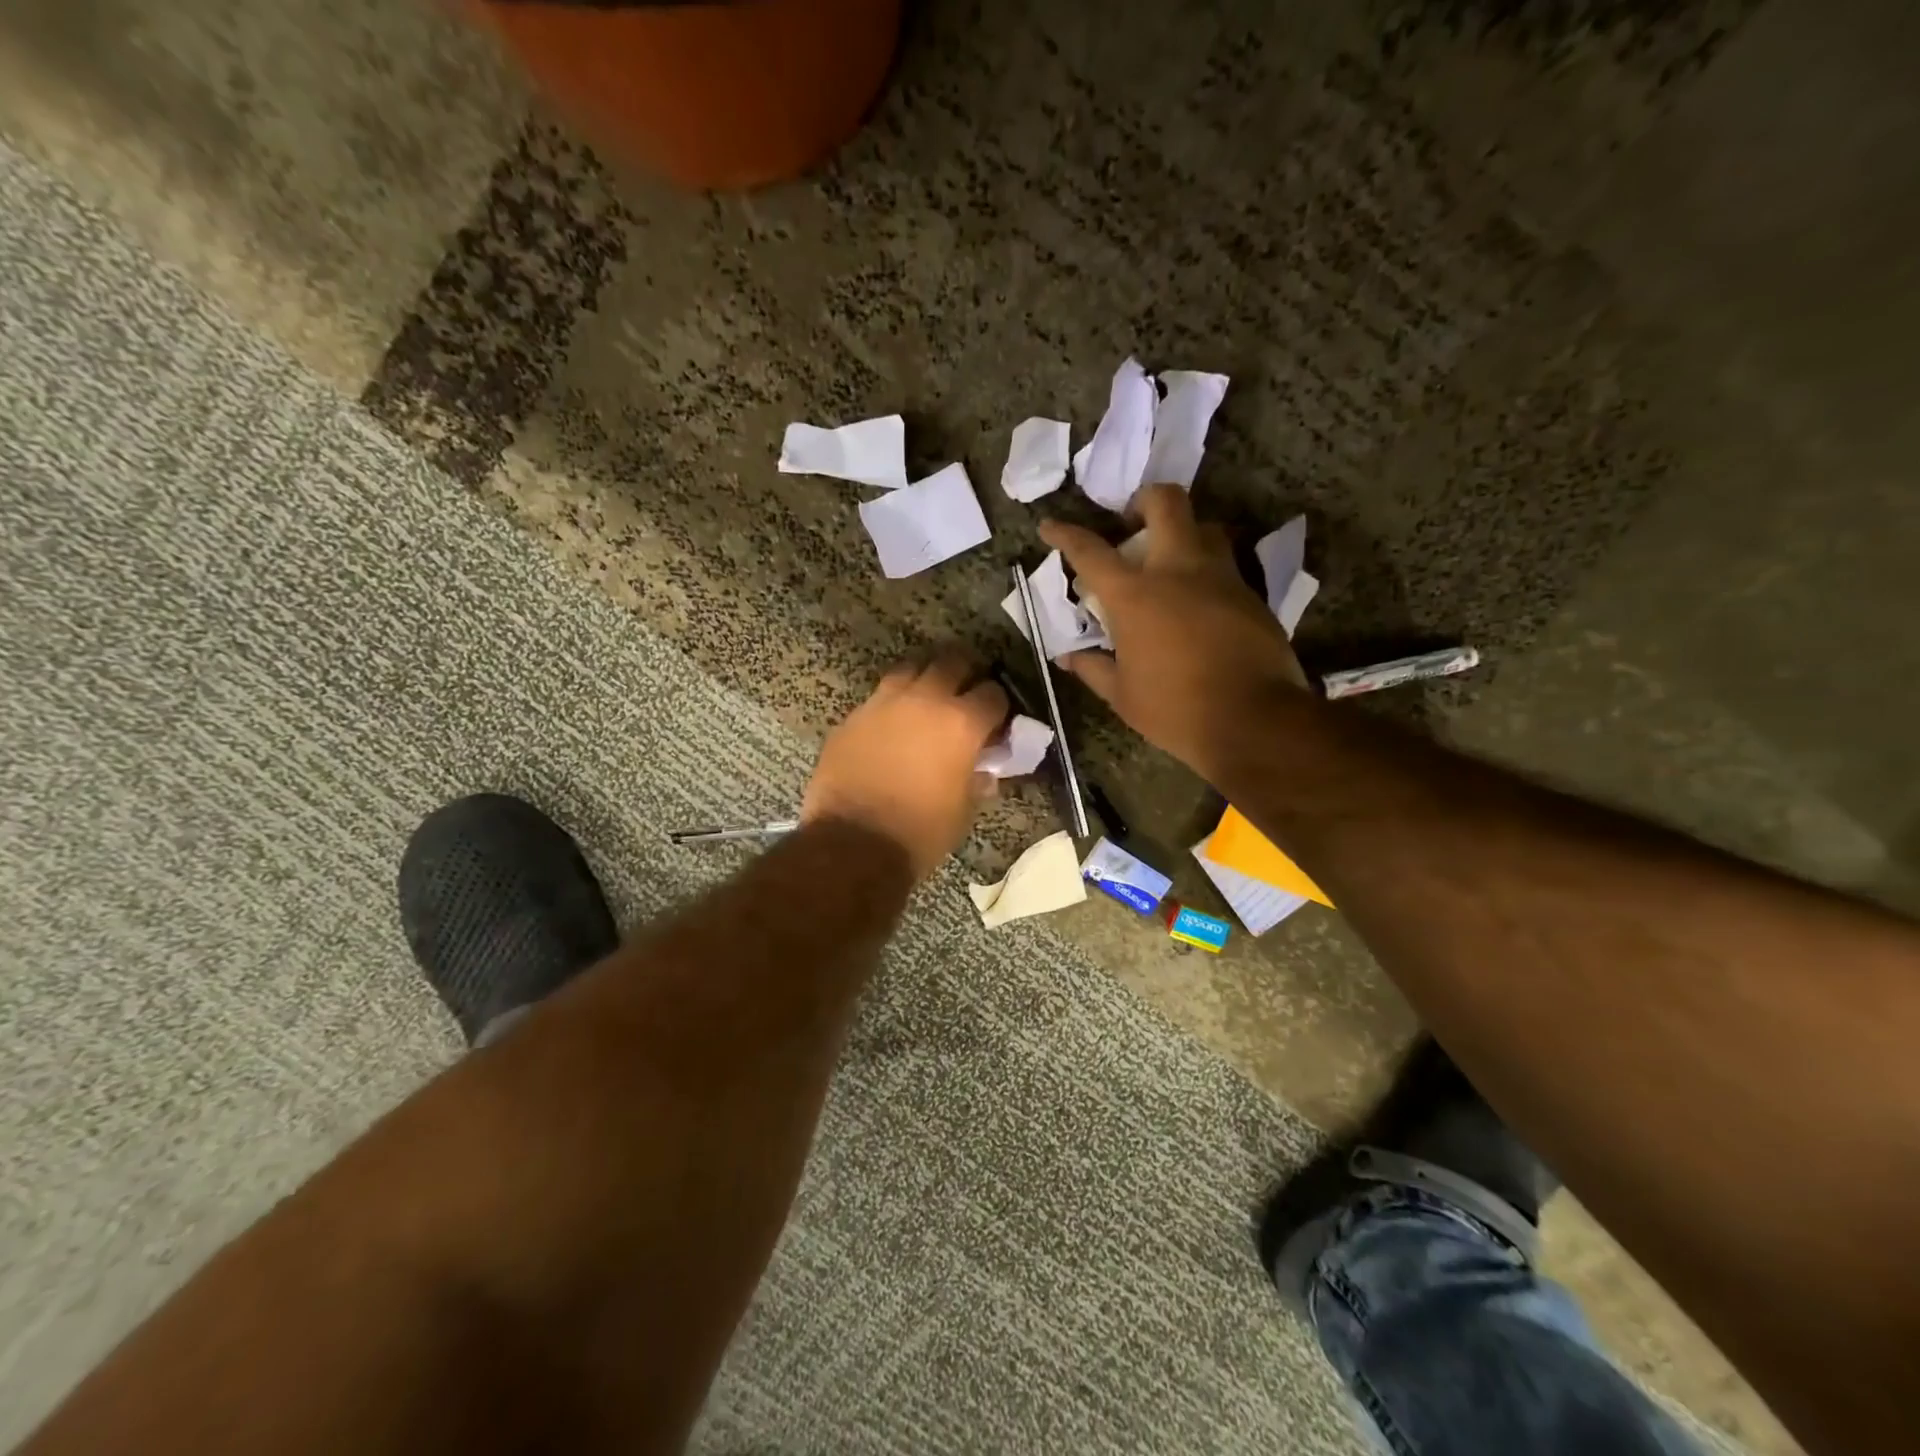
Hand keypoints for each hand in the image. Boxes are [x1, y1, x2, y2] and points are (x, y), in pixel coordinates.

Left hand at [802, 650, 1008, 879]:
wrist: (853, 843)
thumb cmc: (920, 832)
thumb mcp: (964, 810)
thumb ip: (978, 778)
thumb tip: (984, 767)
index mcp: (961, 723)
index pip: (993, 694)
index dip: (998, 707)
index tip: (996, 723)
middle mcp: (925, 700)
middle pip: (953, 662)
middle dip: (965, 675)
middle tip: (964, 697)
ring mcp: (884, 703)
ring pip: (912, 668)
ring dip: (925, 680)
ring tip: (927, 702)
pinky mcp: (853, 716)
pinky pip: (879, 696)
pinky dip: (893, 704)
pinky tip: (892, 726)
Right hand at [1040, 485, 1309, 774]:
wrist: (1255, 720)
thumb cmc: (1175, 709)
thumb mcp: (1121, 695)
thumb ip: (1092, 668)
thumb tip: (1068, 658)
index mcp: (1135, 595)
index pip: (1091, 551)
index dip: (1065, 534)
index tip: (1050, 525)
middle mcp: (1178, 570)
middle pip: (1165, 502)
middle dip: (1143, 501)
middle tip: (1131, 525)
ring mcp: (1221, 577)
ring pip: (1204, 527)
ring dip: (1181, 533)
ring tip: (1168, 564)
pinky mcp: (1251, 594)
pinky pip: (1224, 565)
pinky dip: (1205, 571)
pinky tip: (1198, 603)